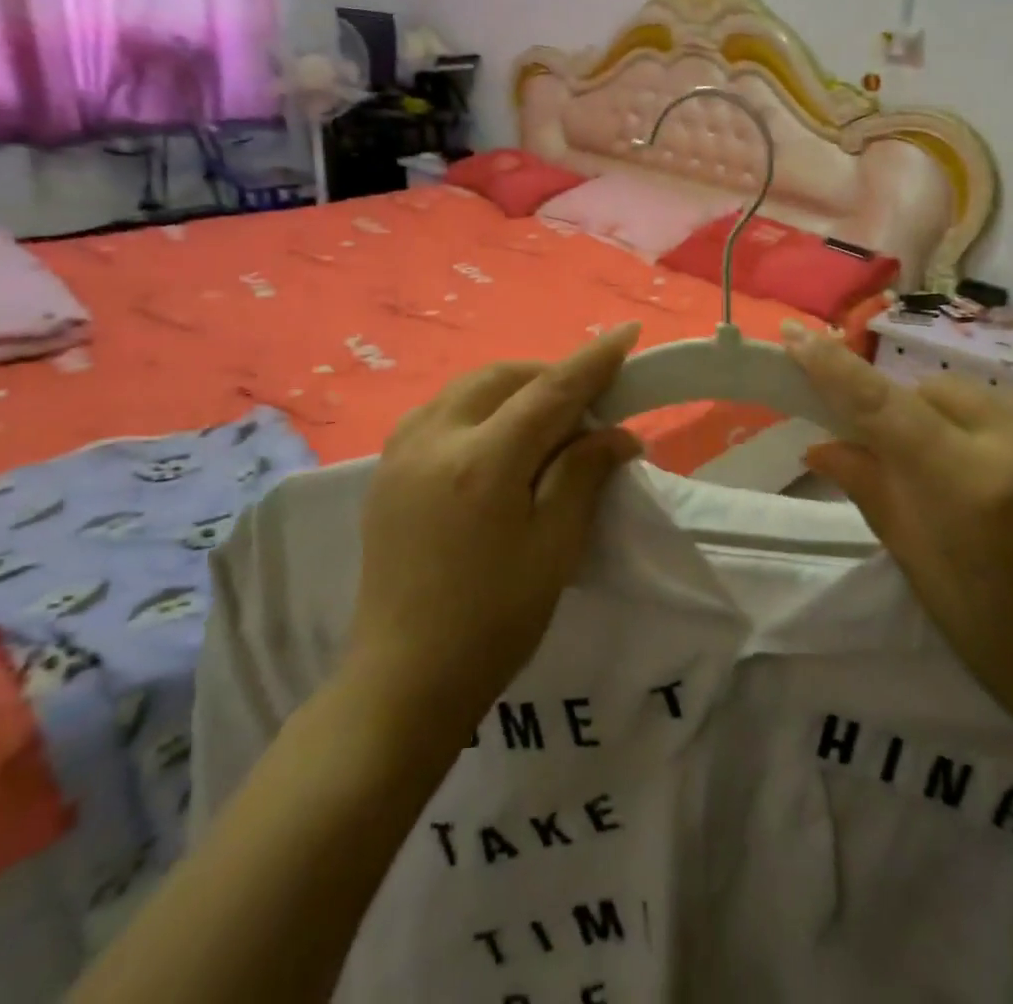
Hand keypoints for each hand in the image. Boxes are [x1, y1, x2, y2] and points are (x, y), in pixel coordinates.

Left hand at [345, 324, 644, 739]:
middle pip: (503, 377)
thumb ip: (584, 474)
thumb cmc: (494, 620)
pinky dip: (477, 407)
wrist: (403, 679)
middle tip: (587, 404)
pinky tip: (494, 437)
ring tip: (545, 418)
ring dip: (512, 387)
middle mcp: (435, 439)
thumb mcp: (555, 546)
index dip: (593, 360)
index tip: (627, 333)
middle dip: (550, 375)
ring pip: (466, 388)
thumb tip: (617, 433)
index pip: (550, 391)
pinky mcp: (385, 470)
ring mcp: (401, 452)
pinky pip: (439, 411)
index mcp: (483, 462)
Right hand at [783, 321, 1012, 769]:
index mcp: (974, 491)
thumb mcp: (928, 577)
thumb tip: (821, 446)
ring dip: (966, 427)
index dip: (836, 369)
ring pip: (992, 402)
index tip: (798, 335)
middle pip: (942, 390)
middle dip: (912, 412)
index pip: (888, 408)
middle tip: (907, 459)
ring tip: (981, 485)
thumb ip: (877, 495)